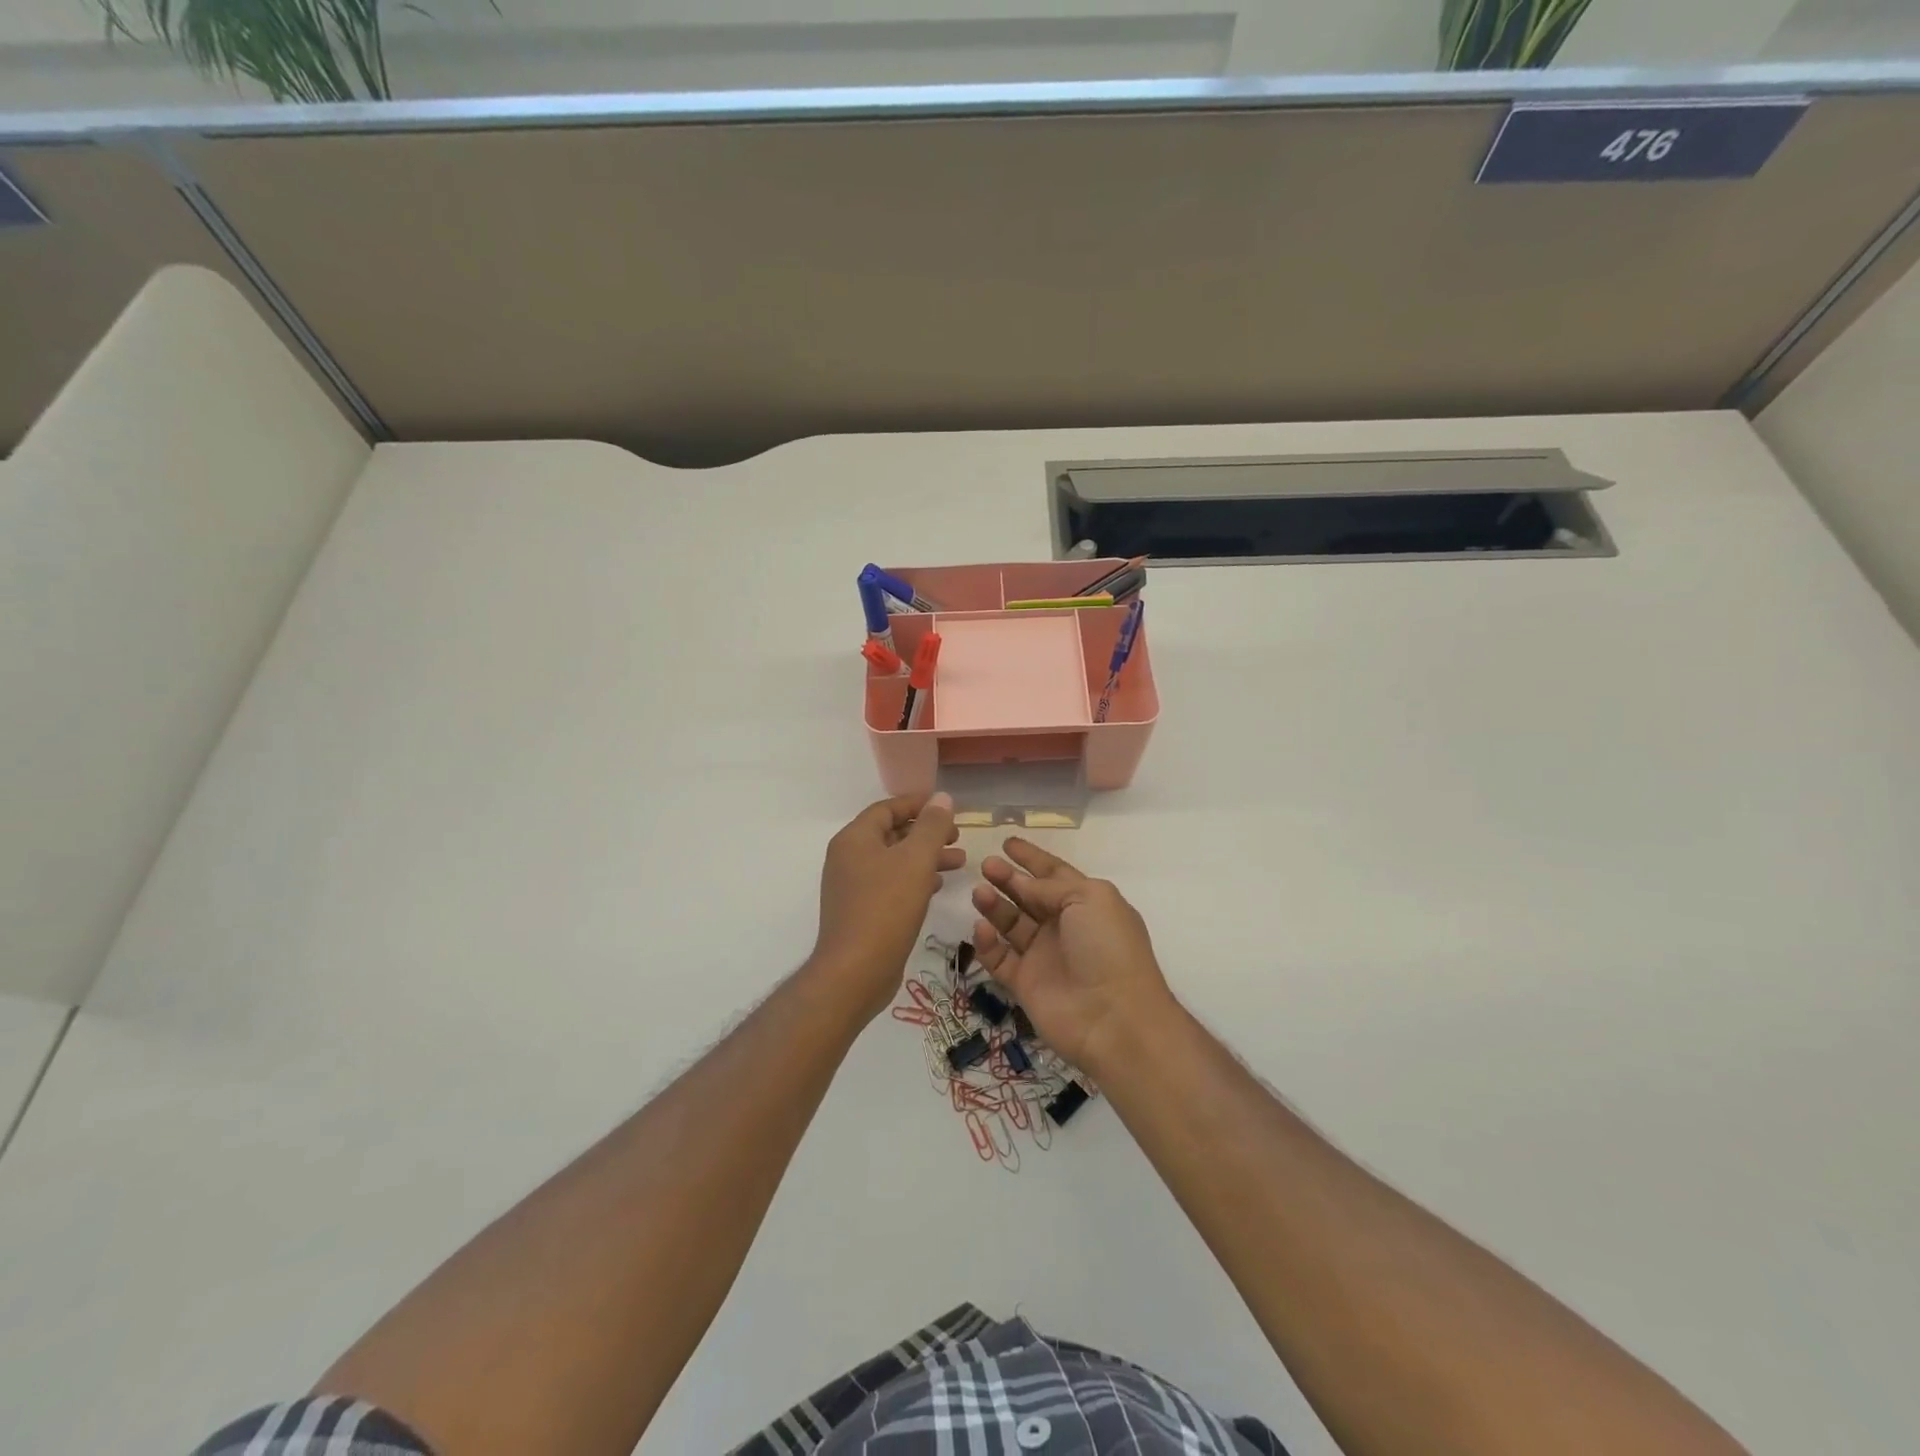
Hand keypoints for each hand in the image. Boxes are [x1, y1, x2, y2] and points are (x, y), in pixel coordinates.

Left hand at [813, 793, 962, 1017]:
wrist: (855, 972)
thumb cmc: (886, 908)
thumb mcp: (916, 860)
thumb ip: (932, 827)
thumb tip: (942, 798)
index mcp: (855, 839)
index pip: (887, 808)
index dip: (918, 804)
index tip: (947, 807)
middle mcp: (848, 858)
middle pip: (891, 833)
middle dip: (926, 832)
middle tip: (957, 836)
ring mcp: (852, 886)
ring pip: (894, 860)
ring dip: (925, 857)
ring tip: (960, 862)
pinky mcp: (861, 911)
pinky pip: (890, 883)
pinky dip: (915, 879)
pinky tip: (937, 886)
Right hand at [970, 839, 1175, 1077]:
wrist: (1114, 1019)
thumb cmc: (1108, 948)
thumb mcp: (1089, 898)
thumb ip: (1051, 887)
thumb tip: (1024, 885)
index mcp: (1086, 903)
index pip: (1054, 874)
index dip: (1032, 858)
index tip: (1007, 843)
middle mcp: (1064, 927)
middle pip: (1028, 896)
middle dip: (1008, 879)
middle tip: (986, 865)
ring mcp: (1044, 956)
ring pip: (1011, 924)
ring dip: (994, 906)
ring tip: (979, 892)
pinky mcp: (1025, 984)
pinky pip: (999, 958)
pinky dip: (987, 943)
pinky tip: (981, 928)